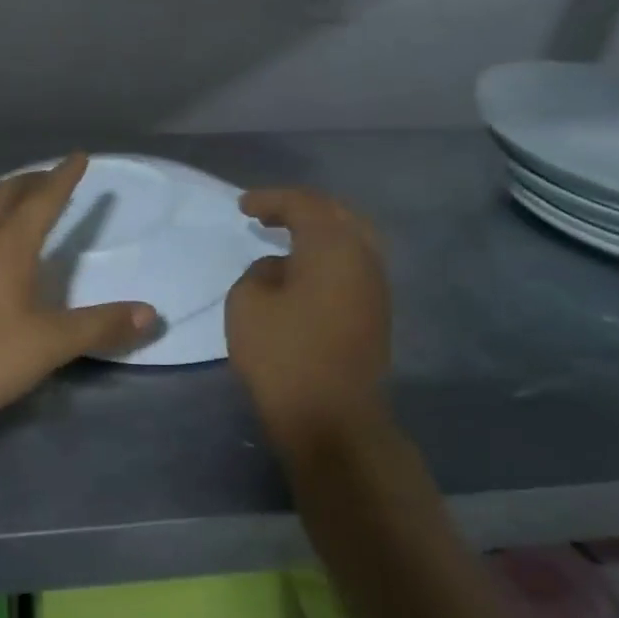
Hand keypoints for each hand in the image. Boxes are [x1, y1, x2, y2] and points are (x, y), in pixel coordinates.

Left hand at [0, 154, 156, 436]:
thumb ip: (100, 326)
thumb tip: (151, 314)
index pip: (42, 200)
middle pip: (3, 195)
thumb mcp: (49, 345)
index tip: (78, 156)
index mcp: (6, 245)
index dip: (64, 178)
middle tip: (47, 177)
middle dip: (29, 181)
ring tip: (10, 198)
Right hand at [226, 187, 391, 450]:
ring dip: (319, 235)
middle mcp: (364, 258)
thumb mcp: (247, 303)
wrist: (331, 418)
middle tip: (269, 214)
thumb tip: (279, 270)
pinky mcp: (376, 315)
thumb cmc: (283, 354)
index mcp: (334, 246)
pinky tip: (303, 272)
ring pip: (352, 242)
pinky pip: (352, 268)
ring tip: (287, 239)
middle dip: (302, 210)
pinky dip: (327, 258)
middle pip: (338, 216)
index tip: (242, 206)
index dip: (271, 200)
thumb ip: (259, 273)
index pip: (305, 205)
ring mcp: (376, 288)